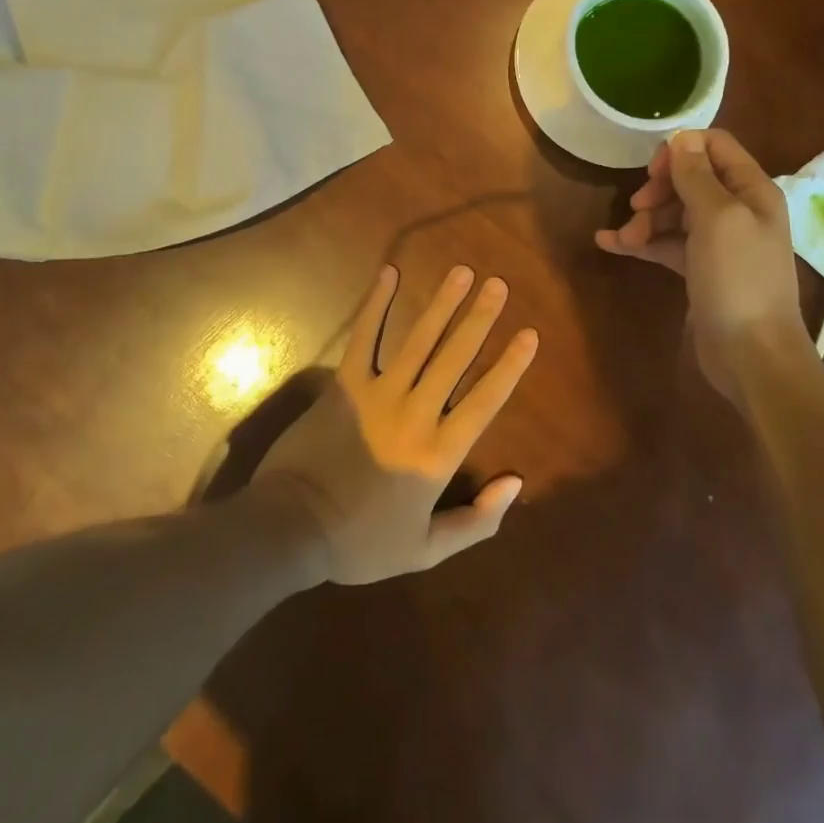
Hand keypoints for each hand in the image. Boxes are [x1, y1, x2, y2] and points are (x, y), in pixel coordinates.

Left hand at [254, 264, 536, 584]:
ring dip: (442, 303)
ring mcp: (378, 393)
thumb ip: (476, 521)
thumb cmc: (361, 543)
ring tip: (461, 272)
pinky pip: (364, 337)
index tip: (529, 333)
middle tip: (497, 284)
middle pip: (455, 357)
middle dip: (479, 317)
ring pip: (419, 340)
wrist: (293, 528)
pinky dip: (376, 304)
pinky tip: (390, 274)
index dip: (510, 365)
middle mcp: (416, 413)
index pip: (485, 400)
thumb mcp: (426, 550)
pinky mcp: (345, 383)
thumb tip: (515, 483)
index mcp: (439, 453)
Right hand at [595, 129, 808, 392]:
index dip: (681, 150)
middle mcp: (738, 211)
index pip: (715, 146)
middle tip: (637, 207)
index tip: (653, 171)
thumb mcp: (717, 218)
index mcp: (752, 190)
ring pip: (674, 214)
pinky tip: (609, 244)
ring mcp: (718, 242)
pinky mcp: (700, 270)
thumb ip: (696, 176)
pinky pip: (667, 244)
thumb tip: (681, 139)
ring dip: (645, 220)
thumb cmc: (738, 278)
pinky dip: (641, 243)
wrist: (752, 355)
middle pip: (690, 180)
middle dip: (659, 190)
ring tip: (625, 240)